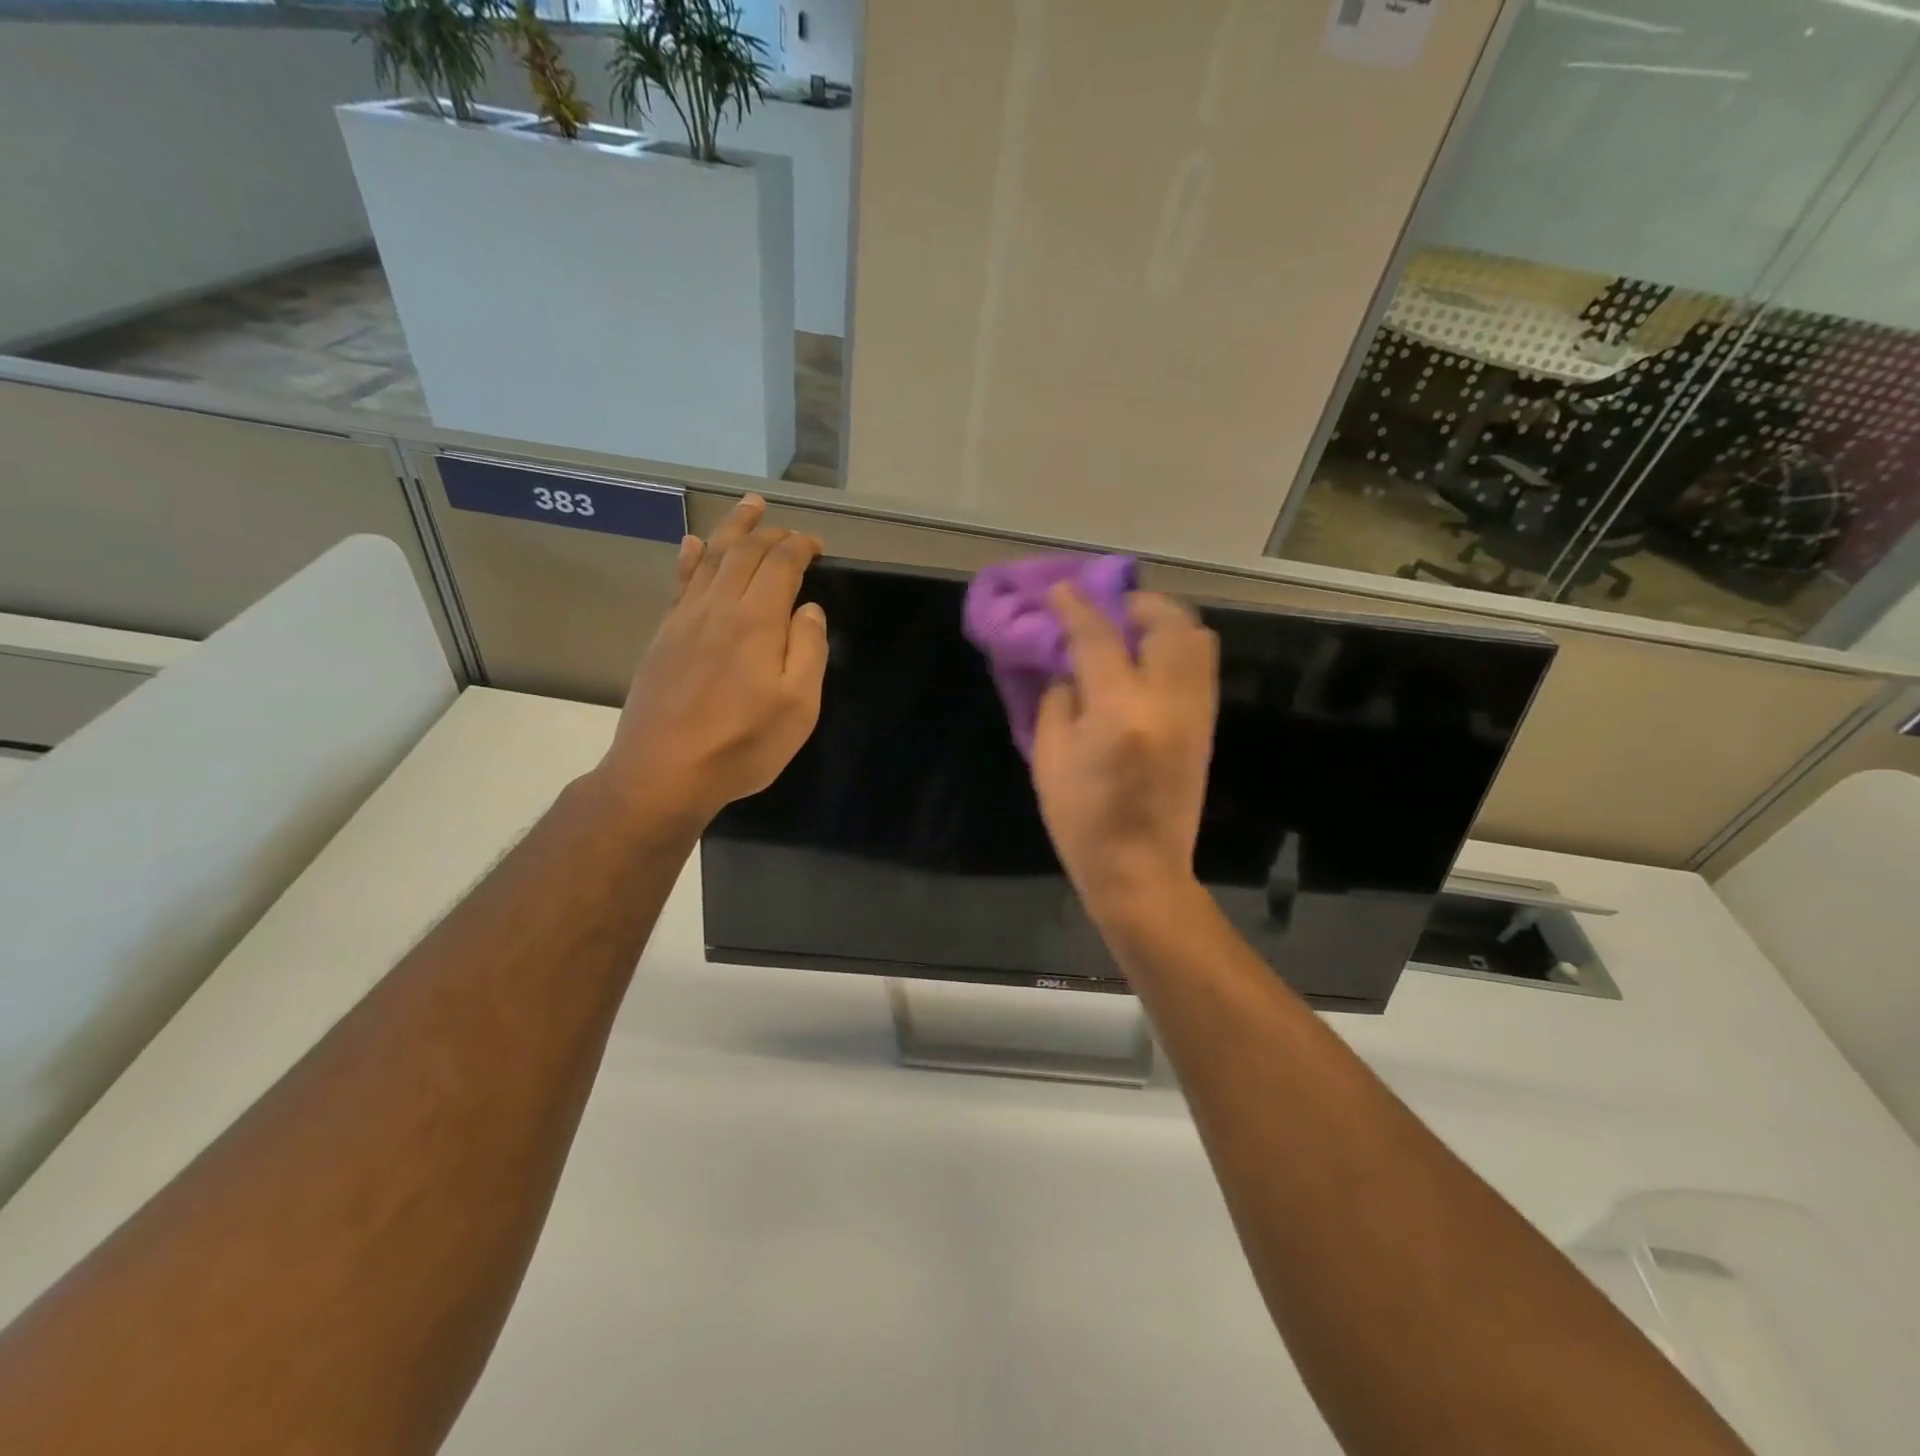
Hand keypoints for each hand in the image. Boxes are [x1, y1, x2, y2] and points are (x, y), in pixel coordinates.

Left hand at [592, 496, 826, 833]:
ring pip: (710, 558)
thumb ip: (808, 649)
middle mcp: (719, 608)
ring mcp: (685, 620)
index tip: (817, 546)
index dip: (800, 547)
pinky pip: (679, 583)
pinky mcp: (663, 637)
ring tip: (748, 507)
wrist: (664, 772)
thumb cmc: (743, 745)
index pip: (781, 564)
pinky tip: (693, 545)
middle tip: (788, 525)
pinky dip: (690, 557)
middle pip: (744, 552)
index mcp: (757, 621)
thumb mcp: (799, 706)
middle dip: (769, 531)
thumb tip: (808, 609)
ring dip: (732, 529)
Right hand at [1031, 587, 1218, 921]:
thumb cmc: (1083, 821)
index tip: (1060, 590)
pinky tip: (1147, 662)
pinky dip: (1176, 647)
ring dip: (1162, 620)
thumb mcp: (1050, 759)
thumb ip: (1058, 700)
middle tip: (1106, 610)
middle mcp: (1168, 701)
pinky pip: (1199, 665)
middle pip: (1166, 622)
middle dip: (1134, 603)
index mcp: (1120, 712)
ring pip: (1195, 638)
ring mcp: (1196, 711)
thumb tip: (1069, 667)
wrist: (1141, 870)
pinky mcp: (1207, 725)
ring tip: (1131, 630)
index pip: (1098, 637)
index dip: (1075, 606)